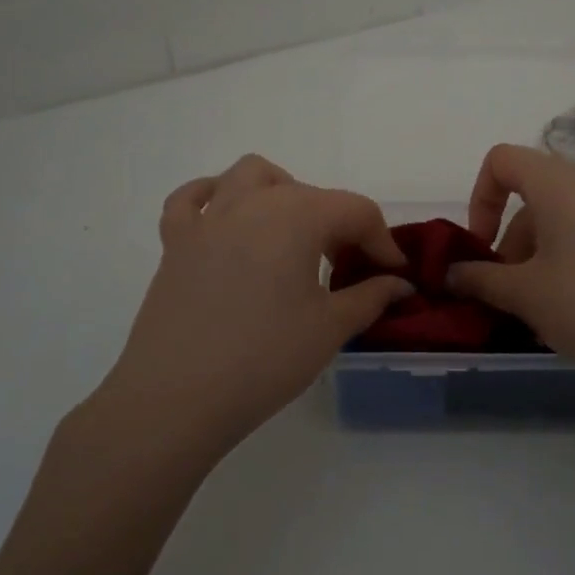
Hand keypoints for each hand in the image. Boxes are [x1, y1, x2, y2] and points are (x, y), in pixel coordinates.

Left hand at [92, 155, 412, 457]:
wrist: (176, 398)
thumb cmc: (264, 359)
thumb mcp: (329, 328)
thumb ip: (371, 296)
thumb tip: (399, 284)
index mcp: (297, 215)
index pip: (356, 211)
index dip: (382, 241)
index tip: (394, 275)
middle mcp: (253, 202)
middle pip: (311, 194)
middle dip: (340, 225)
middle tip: (349, 270)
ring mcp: (208, 218)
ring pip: (252, 176)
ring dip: (281, 193)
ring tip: (293, 233)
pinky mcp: (175, 241)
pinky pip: (193, 199)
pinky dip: (214, 199)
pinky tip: (227, 224)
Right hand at [447, 144, 574, 406]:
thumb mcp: (526, 295)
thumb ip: (481, 278)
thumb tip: (451, 273)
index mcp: (561, 183)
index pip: (503, 160)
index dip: (480, 199)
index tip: (481, 248)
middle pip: (534, 194)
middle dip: (511, 239)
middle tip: (508, 290)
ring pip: (565, 217)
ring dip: (540, 253)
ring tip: (541, 308)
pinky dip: (573, 258)